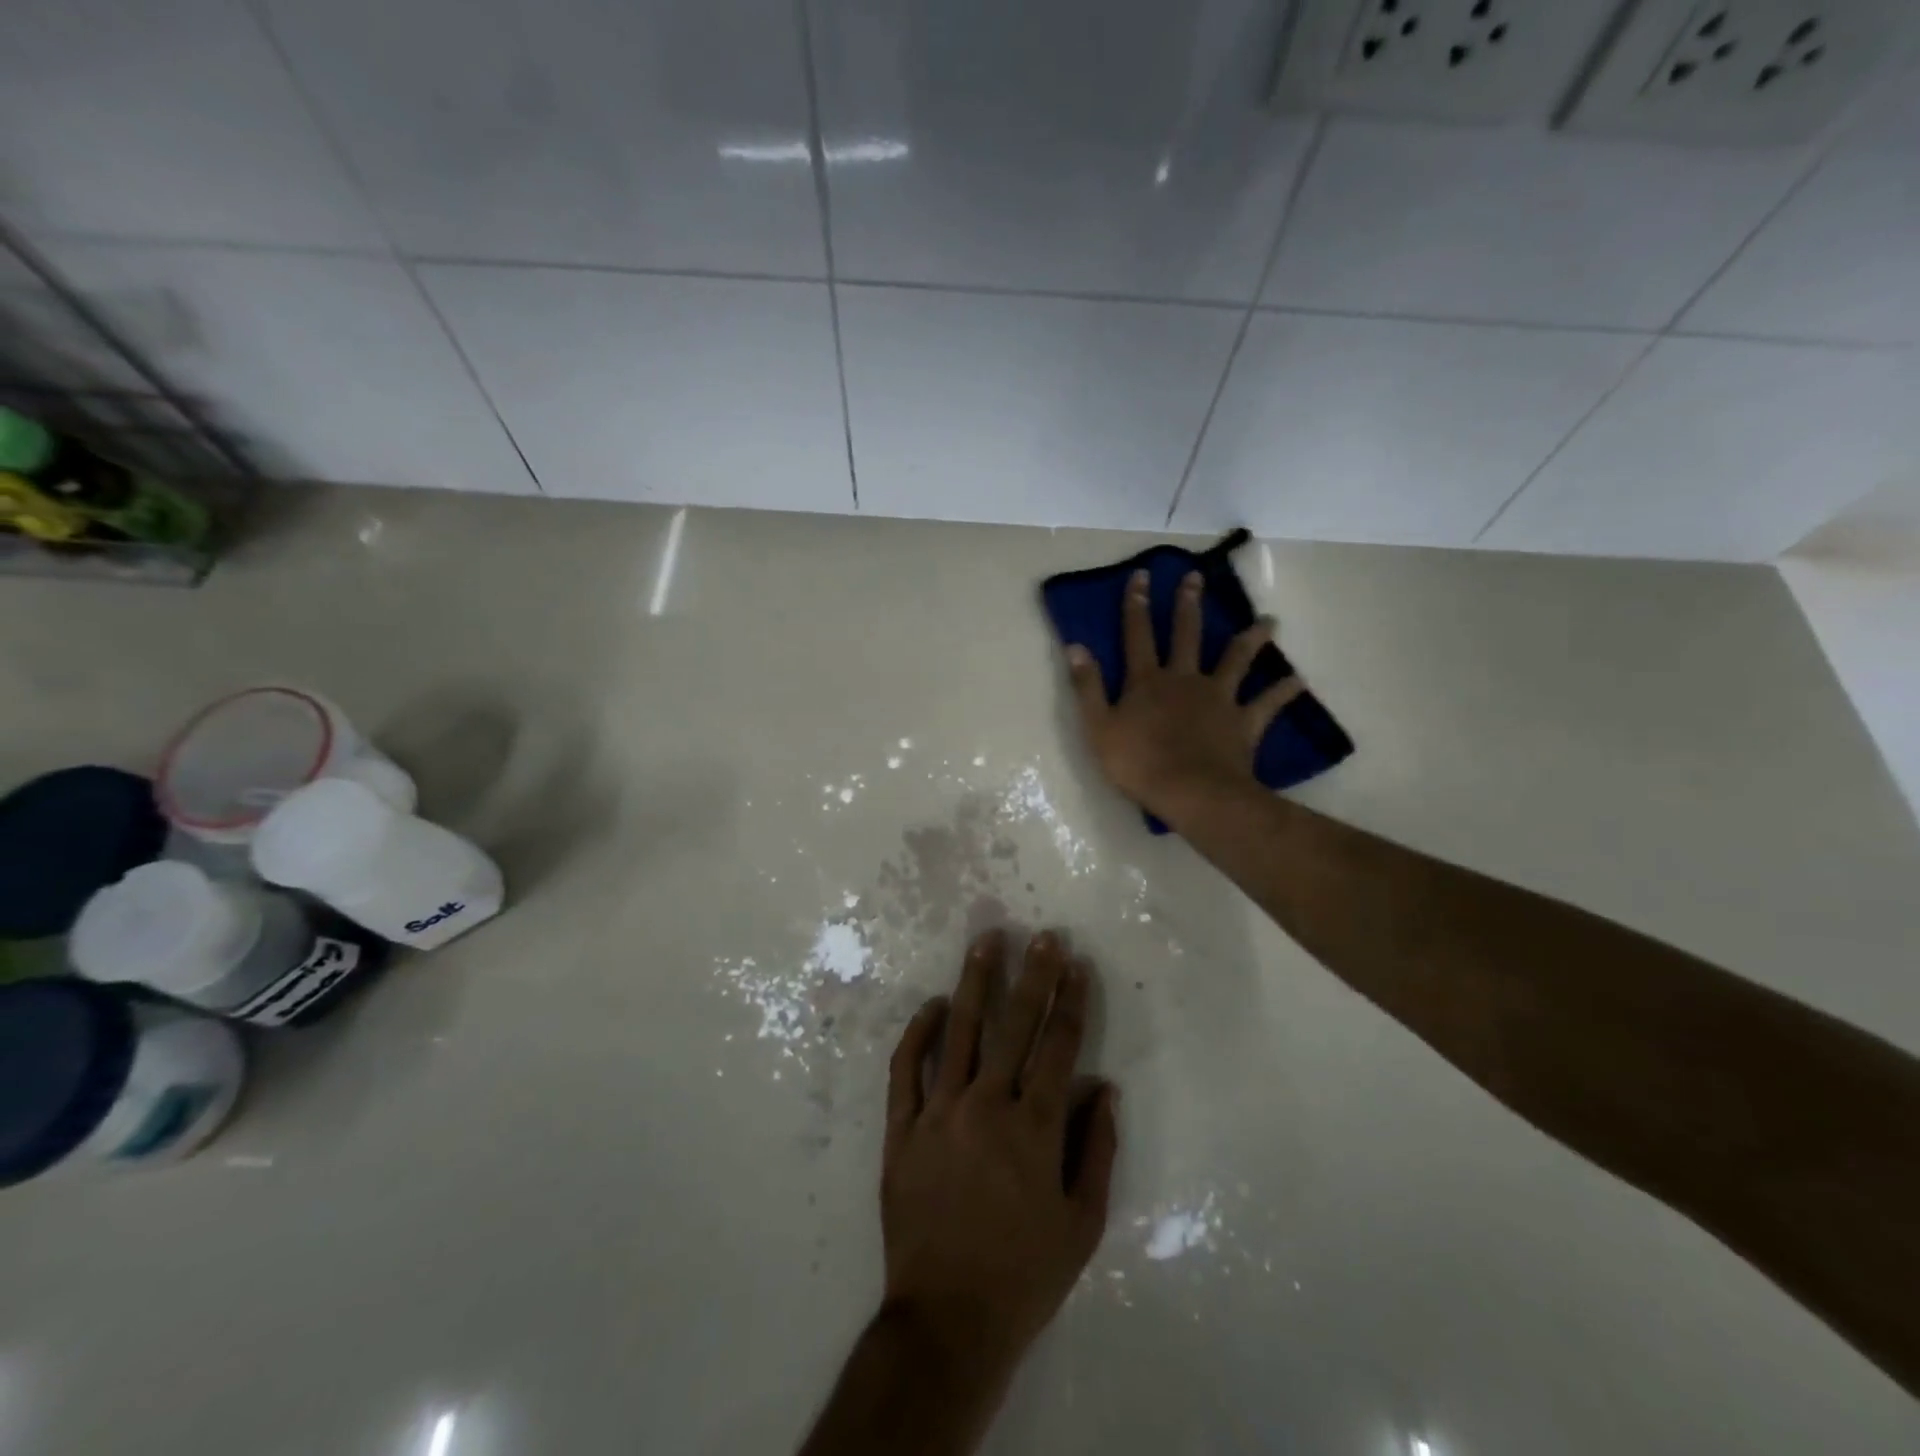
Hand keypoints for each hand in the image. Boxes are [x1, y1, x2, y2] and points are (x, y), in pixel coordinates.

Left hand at [880, 929, 1118, 1372]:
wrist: (947, 1321)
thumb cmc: (1024, 1275)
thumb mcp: (1081, 1224)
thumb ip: (1097, 1150)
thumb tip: (1105, 1089)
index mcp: (1035, 1129)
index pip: (1059, 1048)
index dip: (1070, 1002)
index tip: (1076, 964)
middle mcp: (987, 1107)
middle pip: (1014, 1026)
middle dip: (1032, 976)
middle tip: (1041, 935)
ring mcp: (939, 1113)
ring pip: (958, 1032)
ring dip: (975, 983)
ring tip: (986, 942)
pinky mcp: (901, 1129)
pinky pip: (907, 1069)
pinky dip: (917, 1032)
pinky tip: (931, 1005)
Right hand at [1064, 568, 1302, 818]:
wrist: (1191, 792)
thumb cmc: (1138, 763)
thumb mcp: (1098, 727)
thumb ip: (1087, 686)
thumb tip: (1075, 646)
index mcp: (1147, 681)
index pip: (1138, 635)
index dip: (1137, 605)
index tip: (1142, 575)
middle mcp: (1184, 679)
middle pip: (1186, 635)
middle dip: (1188, 604)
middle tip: (1196, 577)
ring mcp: (1218, 698)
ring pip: (1237, 659)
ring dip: (1252, 638)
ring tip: (1269, 620)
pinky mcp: (1243, 721)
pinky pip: (1268, 703)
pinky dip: (1283, 691)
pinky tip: (1299, 680)